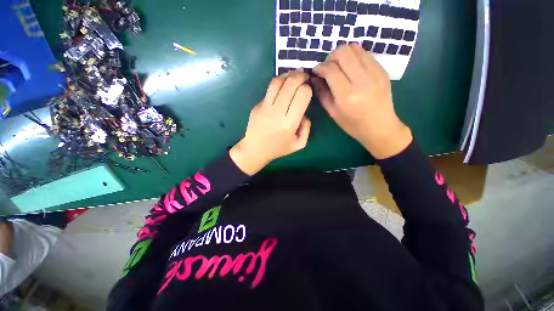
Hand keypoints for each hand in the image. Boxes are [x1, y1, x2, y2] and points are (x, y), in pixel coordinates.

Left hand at [230, 71, 311, 174]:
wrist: (255, 150)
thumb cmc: (278, 149)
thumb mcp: (299, 144)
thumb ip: (307, 127)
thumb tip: (304, 112)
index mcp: (289, 124)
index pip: (302, 95)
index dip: (307, 88)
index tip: (308, 89)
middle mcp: (276, 112)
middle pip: (290, 84)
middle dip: (300, 76)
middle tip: (305, 75)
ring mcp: (264, 107)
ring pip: (277, 82)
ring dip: (288, 74)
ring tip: (295, 75)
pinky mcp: (257, 105)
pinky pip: (269, 89)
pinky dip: (279, 82)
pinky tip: (283, 85)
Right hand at [312, 44, 412, 158]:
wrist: (380, 127)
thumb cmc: (352, 124)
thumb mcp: (332, 112)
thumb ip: (322, 93)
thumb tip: (315, 77)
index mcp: (347, 95)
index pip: (330, 69)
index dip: (320, 67)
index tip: (316, 71)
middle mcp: (362, 80)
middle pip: (343, 52)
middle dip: (331, 57)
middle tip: (328, 68)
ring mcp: (375, 73)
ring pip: (355, 48)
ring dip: (343, 55)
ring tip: (340, 67)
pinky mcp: (383, 70)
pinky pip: (365, 53)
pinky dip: (355, 57)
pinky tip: (352, 69)